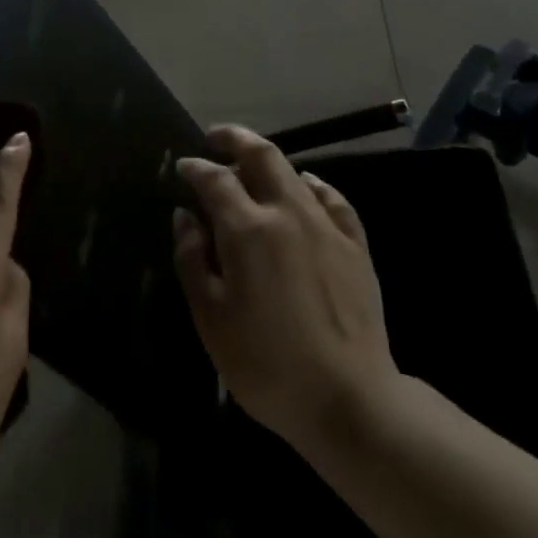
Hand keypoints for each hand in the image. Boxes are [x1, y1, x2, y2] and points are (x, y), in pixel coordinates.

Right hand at [173, 126, 398, 453]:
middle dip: (234, 138)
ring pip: (294, 172)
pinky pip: (332, 198)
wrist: (350, 400)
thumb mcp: (211, 318)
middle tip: (215, 137)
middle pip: (260, 155)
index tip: (182, 167)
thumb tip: (185, 216)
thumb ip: (192, 259)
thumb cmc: (266, 364)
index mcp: (248, 229)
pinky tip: (305, 187)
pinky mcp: (355, 245)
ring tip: (249, 167)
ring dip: (266, 160)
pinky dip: (312, 184)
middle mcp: (287, 213)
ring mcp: (326, 225)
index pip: (215, 180)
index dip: (195, 168)